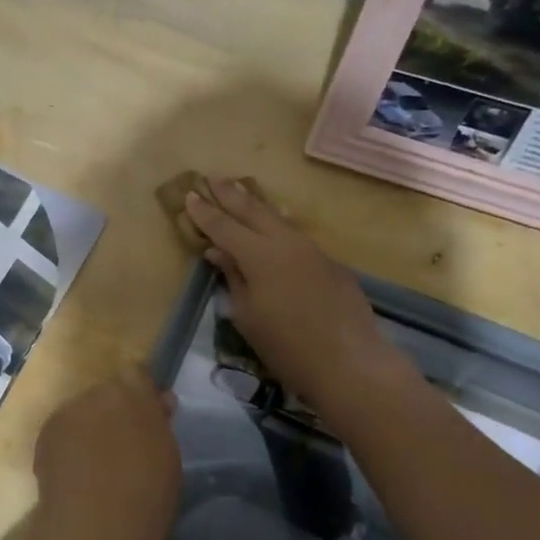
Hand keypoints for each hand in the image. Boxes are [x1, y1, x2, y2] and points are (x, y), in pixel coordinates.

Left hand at [29, 367, 180, 539]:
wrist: (93, 531)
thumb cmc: (145, 497)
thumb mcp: (168, 458)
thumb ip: (160, 424)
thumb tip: (158, 403)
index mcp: (133, 394)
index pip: (138, 375)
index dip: (143, 395)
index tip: (151, 419)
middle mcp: (96, 394)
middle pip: (108, 393)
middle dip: (116, 412)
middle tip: (124, 447)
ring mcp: (66, 414)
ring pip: (83, 412)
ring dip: (91, 428)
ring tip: (97, 467)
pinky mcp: (44, 437)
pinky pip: (63, 432)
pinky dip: (70, 446)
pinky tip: (76, 476)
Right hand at [184, 177, 406, 417]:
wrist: (349, 362)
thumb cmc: (287, 347)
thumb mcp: (248, 316)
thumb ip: (233, 278)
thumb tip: (218, 252)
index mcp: (259, 255)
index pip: (224, 226)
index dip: (205, 212)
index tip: (190, 194)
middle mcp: (285, 243)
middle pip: (253, 211)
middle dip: (231, 194)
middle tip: (213, 177)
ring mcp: (312, 250)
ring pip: (278, 219)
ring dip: (256, 204)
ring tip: (242, 190)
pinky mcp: (330, 263)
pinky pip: (296, 236)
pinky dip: (278, 225)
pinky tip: (275, 226)